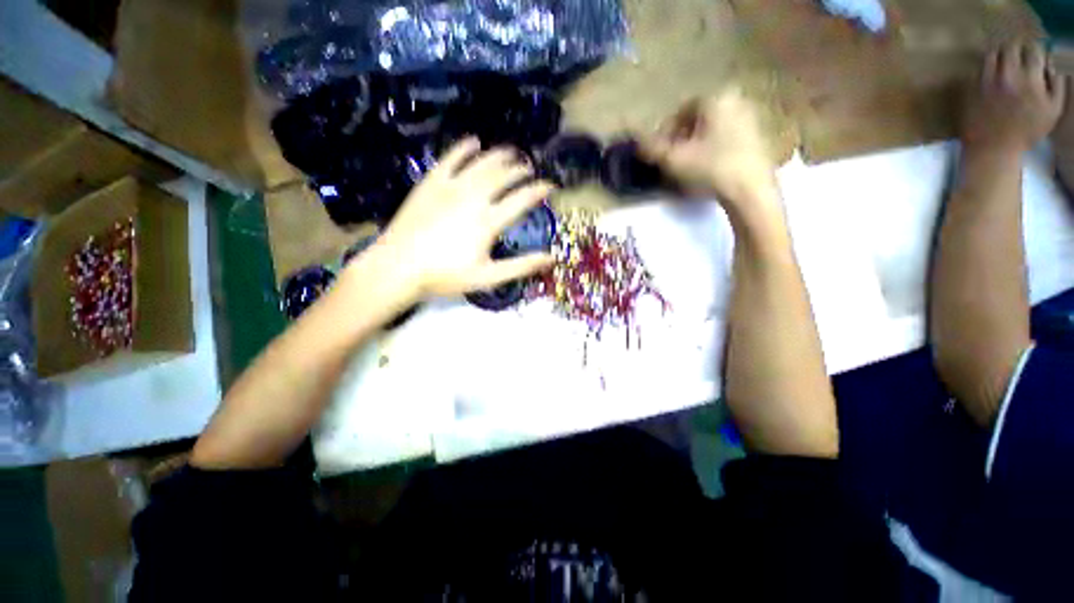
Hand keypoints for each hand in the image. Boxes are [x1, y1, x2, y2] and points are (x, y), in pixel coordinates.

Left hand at [359, 138, 555, 299]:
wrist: (398, 267)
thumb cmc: (445, 276)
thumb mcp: (489, 277)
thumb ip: (521, 266)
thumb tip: (552, 258)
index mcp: (489, 221)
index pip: (522, 199)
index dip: (539, 190)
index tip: (551, 186)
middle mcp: (474, 197)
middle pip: (504, 176)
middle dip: (521, 170)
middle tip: (530, 169)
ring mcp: (450, 186)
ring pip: (482, 163)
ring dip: (500, 155)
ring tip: (512, 153)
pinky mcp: (431, 182)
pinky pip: (451, 158)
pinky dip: (464, 148)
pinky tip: (474, 142)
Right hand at [639, 87, 777, 207]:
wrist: (751, 190)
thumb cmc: (711, 168)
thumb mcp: (674, 159)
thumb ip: (653, 148)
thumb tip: (637, 143)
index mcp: (715, 98)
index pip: (679, 112)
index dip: (664, 134)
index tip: (659, 154)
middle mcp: (735, 100)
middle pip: (696, 120)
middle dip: (680, 140)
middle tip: (672, 161)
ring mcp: (750, 117)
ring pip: (711, 130)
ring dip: (696, 146)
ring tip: (688, 168)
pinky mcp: (759, 136)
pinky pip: (726, 138)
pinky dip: (713, 150)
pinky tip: (708, 169)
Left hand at [963, 40, 1065, 154]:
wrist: (994, 146)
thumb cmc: (1027, 131)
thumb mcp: (1053, 110)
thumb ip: (1057, 85)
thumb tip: (1052, 64)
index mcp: (1030, 79)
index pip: (1034, 50)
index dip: (1036, 51)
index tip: (1035, 57)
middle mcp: (1009, 75)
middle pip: (1011, 46)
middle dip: (1017, 49)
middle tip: (1020, 56)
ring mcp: (988, 80)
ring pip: (993, 53)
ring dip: (1000, 54)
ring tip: (1005, 62)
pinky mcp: (973, 87)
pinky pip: (979, 67)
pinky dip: (987, 66)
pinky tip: (992, 72)